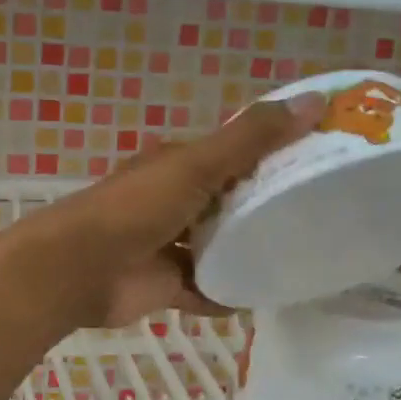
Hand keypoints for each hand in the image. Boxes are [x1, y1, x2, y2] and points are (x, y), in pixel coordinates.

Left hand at [20, 93, 324, 327]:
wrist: (80, 269)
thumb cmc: (137, 208)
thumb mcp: (198, 165)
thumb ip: (252, 139)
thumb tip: (316, 101)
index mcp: (178, 165)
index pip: (232, 154)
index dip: (271, 154)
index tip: (320, 161)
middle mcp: (174, 202)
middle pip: (227, 203)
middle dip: (264, 209)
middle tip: (320, 216)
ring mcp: (168, 246)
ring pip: (217, 248)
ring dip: (247, 254)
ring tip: (300, 258)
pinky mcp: (166, 286)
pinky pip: (206, 290)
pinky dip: (228, 294)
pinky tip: (264, 298)